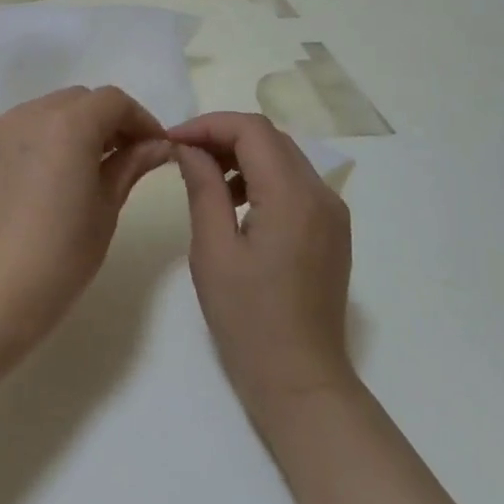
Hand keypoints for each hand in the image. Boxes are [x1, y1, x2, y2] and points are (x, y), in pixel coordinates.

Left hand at [0, 86, 171, 350]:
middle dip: (103, 121)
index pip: (112, 101)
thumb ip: (130, 165)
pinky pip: (9, 132)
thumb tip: (158, 145)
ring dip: (65, 129)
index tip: (151, 148)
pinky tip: (35, 179)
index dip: (138, 119)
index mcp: (67, 125)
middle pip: (75, 101)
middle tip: (118, 158)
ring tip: (74, 169)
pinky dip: (31, 142)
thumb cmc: (60, 256)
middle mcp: (26, 115)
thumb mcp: (106, 209)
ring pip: (40, 113)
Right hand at [170, 112, 354, 426]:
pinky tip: (233, 203)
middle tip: (181, 154)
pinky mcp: (331, 230)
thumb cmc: (248, 318)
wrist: (300, 378)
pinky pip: (294, 183)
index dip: (207, 125)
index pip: (251, 130)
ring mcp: (332, 212)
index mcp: (293, 196)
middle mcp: (322, 194)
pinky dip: (261, 178)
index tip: (171, 140)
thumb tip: (187, 147)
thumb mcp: (213, 250)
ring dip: (242, 155)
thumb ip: (203, 188)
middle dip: (222, 136)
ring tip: (203, 178)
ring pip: (283, 157)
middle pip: (270, 137)